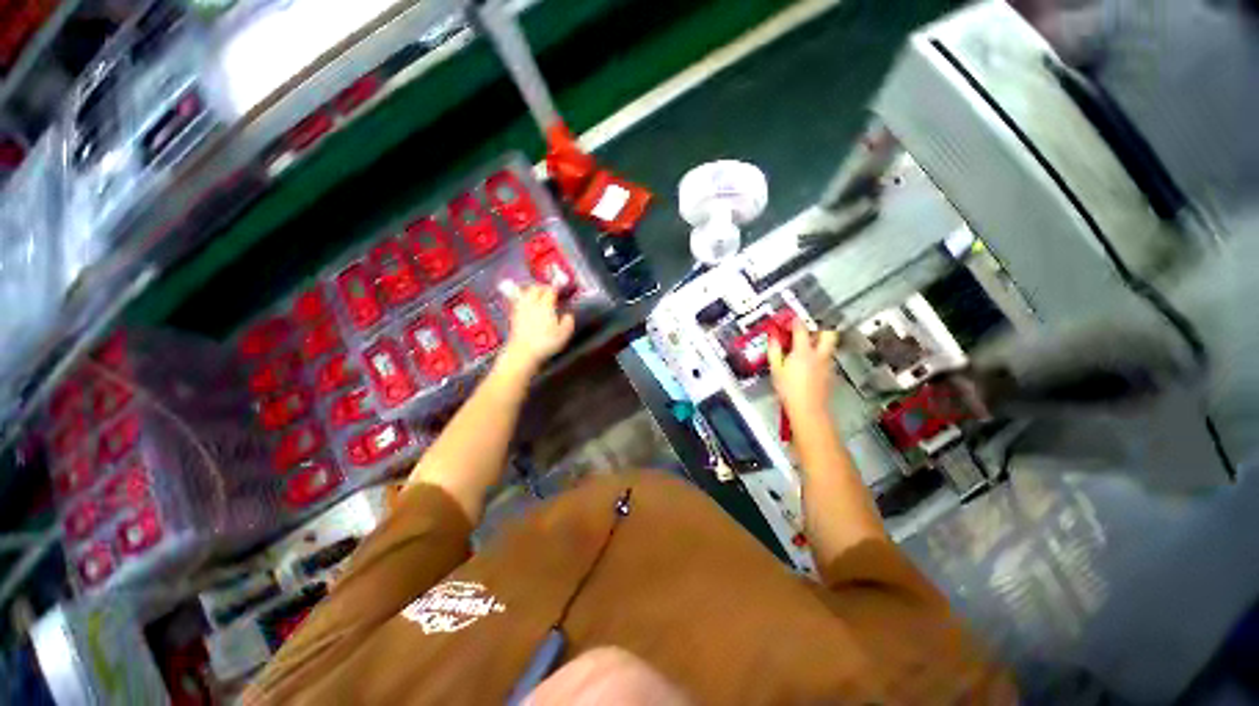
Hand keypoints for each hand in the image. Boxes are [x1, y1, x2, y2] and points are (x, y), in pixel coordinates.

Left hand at [503, 286, 575, 371]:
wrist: (523, 352)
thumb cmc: (546, 343)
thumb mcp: (564, 333)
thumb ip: (568, 321)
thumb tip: (568, 314)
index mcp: (546, 305)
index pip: (551, 290)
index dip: (556, 288)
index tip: (561, 289)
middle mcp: (532, 303)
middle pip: (535, 288)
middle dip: (543, 287)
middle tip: (549, 290)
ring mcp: (521, 309)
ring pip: (525, 293)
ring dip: (532, 291)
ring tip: (538, 295)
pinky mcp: (513, 316)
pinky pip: (519, 302)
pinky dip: (524, 300)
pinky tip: (528, 305)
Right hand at [768, 321, 838, 417]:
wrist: (808, 410)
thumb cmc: (790, 391)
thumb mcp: (775, 370)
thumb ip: (774, 351)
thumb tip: (773, 339)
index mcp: (803, 352)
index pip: (801, 329)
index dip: (796, 321)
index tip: (791, 320)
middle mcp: (819, 355)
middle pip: (827, 333)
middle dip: (819, 327)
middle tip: (808, 329)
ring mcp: (827, 364)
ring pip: (829, 345)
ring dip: (820, 342)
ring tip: (807, 346)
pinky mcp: (830, 374)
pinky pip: (827, 358)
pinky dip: (820, 356)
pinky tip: (809, 363)